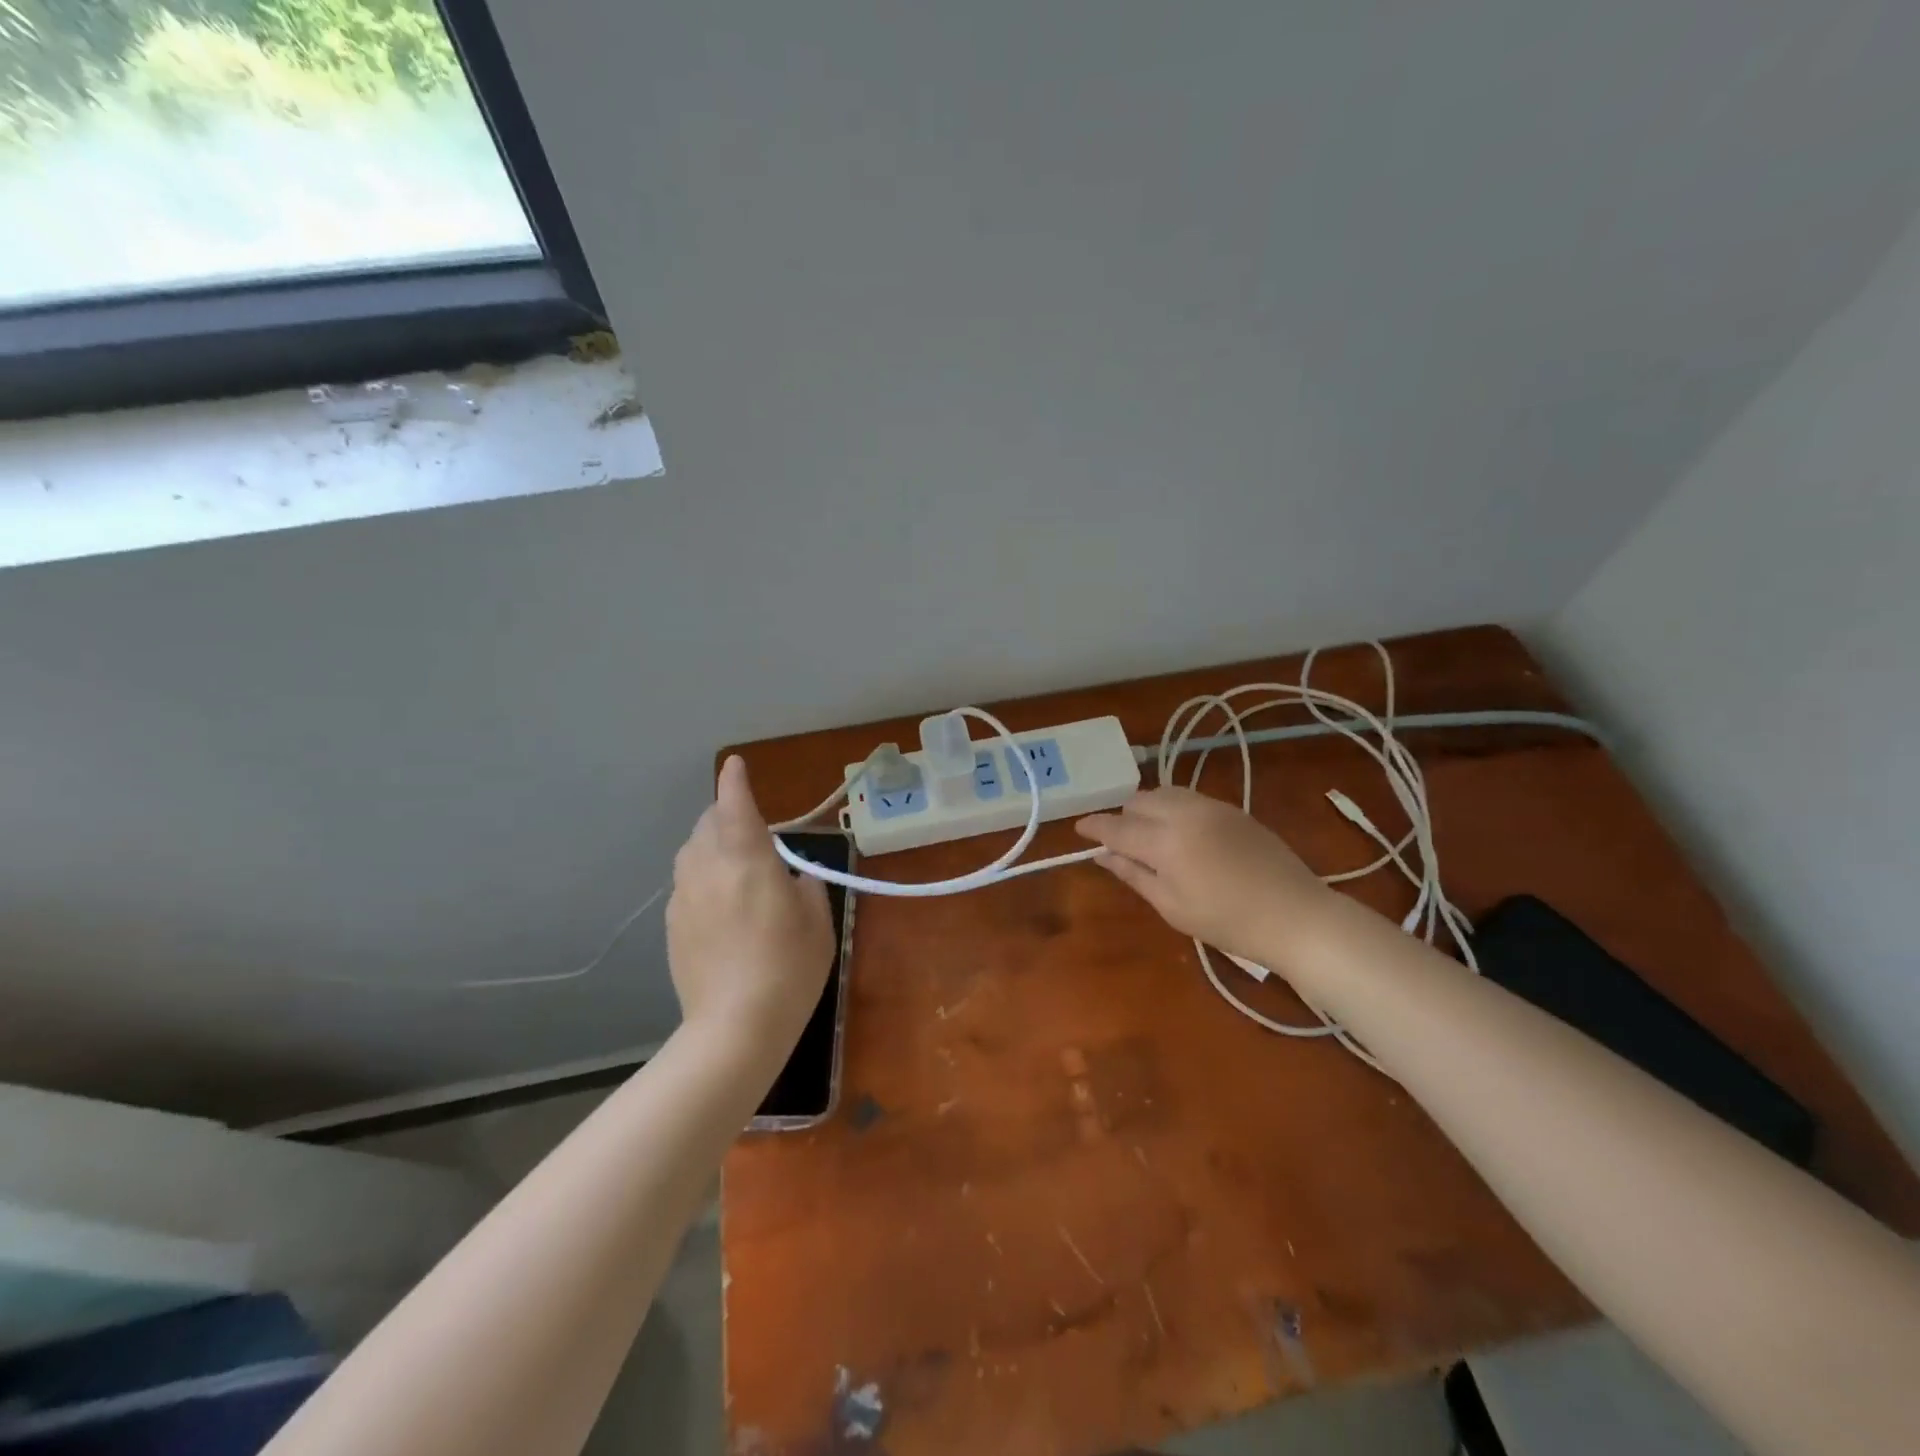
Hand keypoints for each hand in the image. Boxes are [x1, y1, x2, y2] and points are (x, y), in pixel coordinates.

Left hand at [667, 756, 834, 1049]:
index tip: (736, 765)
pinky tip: (722, 907)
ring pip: (692, 851)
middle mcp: (708, 868)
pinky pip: (686, 883)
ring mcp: (684, 896)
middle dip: (727, 815)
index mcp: (747, 859)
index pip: (735, 804)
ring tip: (736, 867)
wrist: (735, 1027)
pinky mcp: (672, 924)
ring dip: (712, 845)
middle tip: (754, 835)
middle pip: (708, 823)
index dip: (736, 780)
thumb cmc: (789, 968)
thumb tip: (794, 876)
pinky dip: (702, 878)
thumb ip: (806, 886)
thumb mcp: (818, 922)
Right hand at [1076, 788, 1333, 969]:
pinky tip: (1181, 833)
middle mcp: (1184, 813)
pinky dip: (1172, 807)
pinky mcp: (1231, 808)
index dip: (1094, 827)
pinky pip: (1188, 797)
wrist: (1295, 915)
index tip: (1079, 829)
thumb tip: (1102, 855)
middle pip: (1138, 801)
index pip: (1116, 827)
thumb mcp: (1171, 906)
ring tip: (1151, 835)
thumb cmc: (1228, 922)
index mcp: (1165, 842)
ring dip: (1147, 809)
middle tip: (1122, 843)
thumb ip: (1133, 874)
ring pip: (1163, 792)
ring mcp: (1211, 806)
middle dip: (1122, 818)